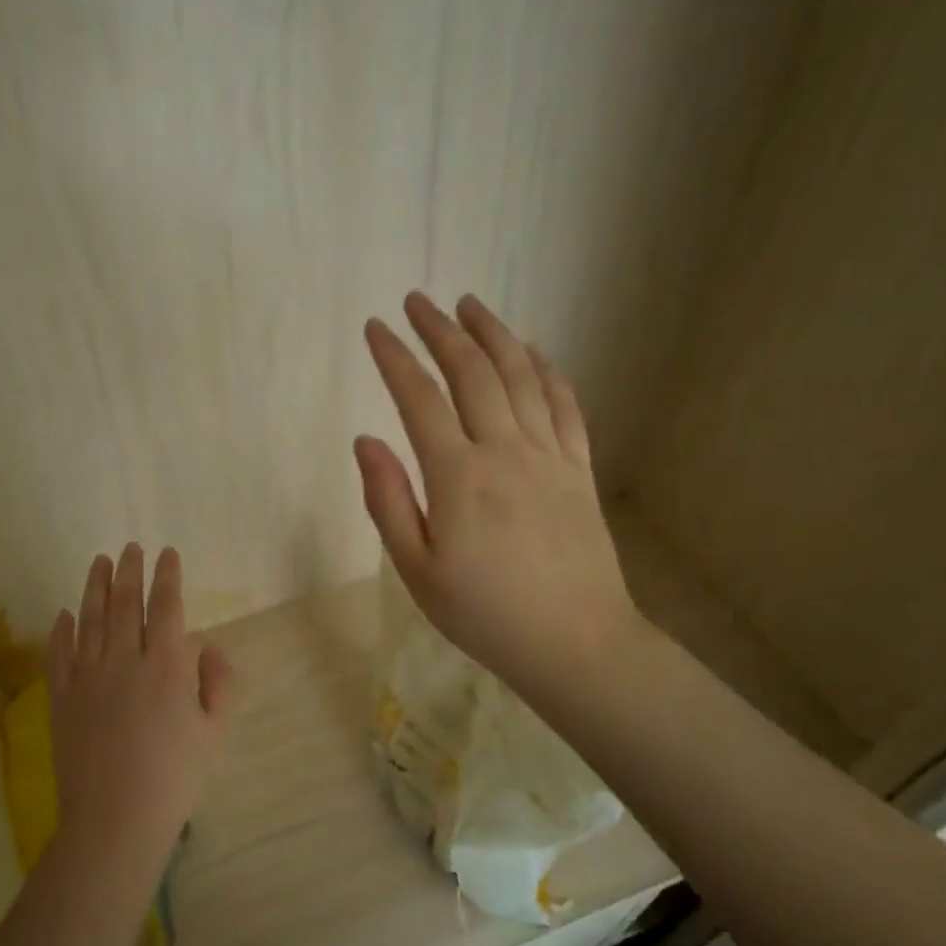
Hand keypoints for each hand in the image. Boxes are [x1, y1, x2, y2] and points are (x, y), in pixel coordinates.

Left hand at [47, 544, 233, 867]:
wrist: (115, 818)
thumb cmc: (174, 777)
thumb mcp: (213, 732)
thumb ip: (217, 683)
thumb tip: (207, 647)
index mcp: (166, 667)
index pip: (167, 607)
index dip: (168, 577)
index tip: (167, 553)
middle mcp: (124, 660)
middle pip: (126, 604)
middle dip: (130, 571)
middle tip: (131, 547)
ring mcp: (87, 677)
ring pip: (90, 619)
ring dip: (95, 586)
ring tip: (100, 561)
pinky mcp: (61, 698)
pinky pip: (59, 654)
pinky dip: (62, 630)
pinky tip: (64, 613)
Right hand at [355, 292, 643, 699]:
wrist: (574, 642)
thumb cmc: (483, 614)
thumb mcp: (416, 570)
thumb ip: (388, 501)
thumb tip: (366, 440)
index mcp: (458, 477)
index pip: (418, 399)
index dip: (394, 358)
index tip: (375, 329)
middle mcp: (505, 451)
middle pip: (472, 373)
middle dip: (440, 331)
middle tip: (417, 302)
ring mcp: (549, 456)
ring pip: (521, 377)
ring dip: (493, 335)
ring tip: (470, 306)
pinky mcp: (580, 470)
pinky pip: (563, 405)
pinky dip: (546, 370)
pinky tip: (533, 353)